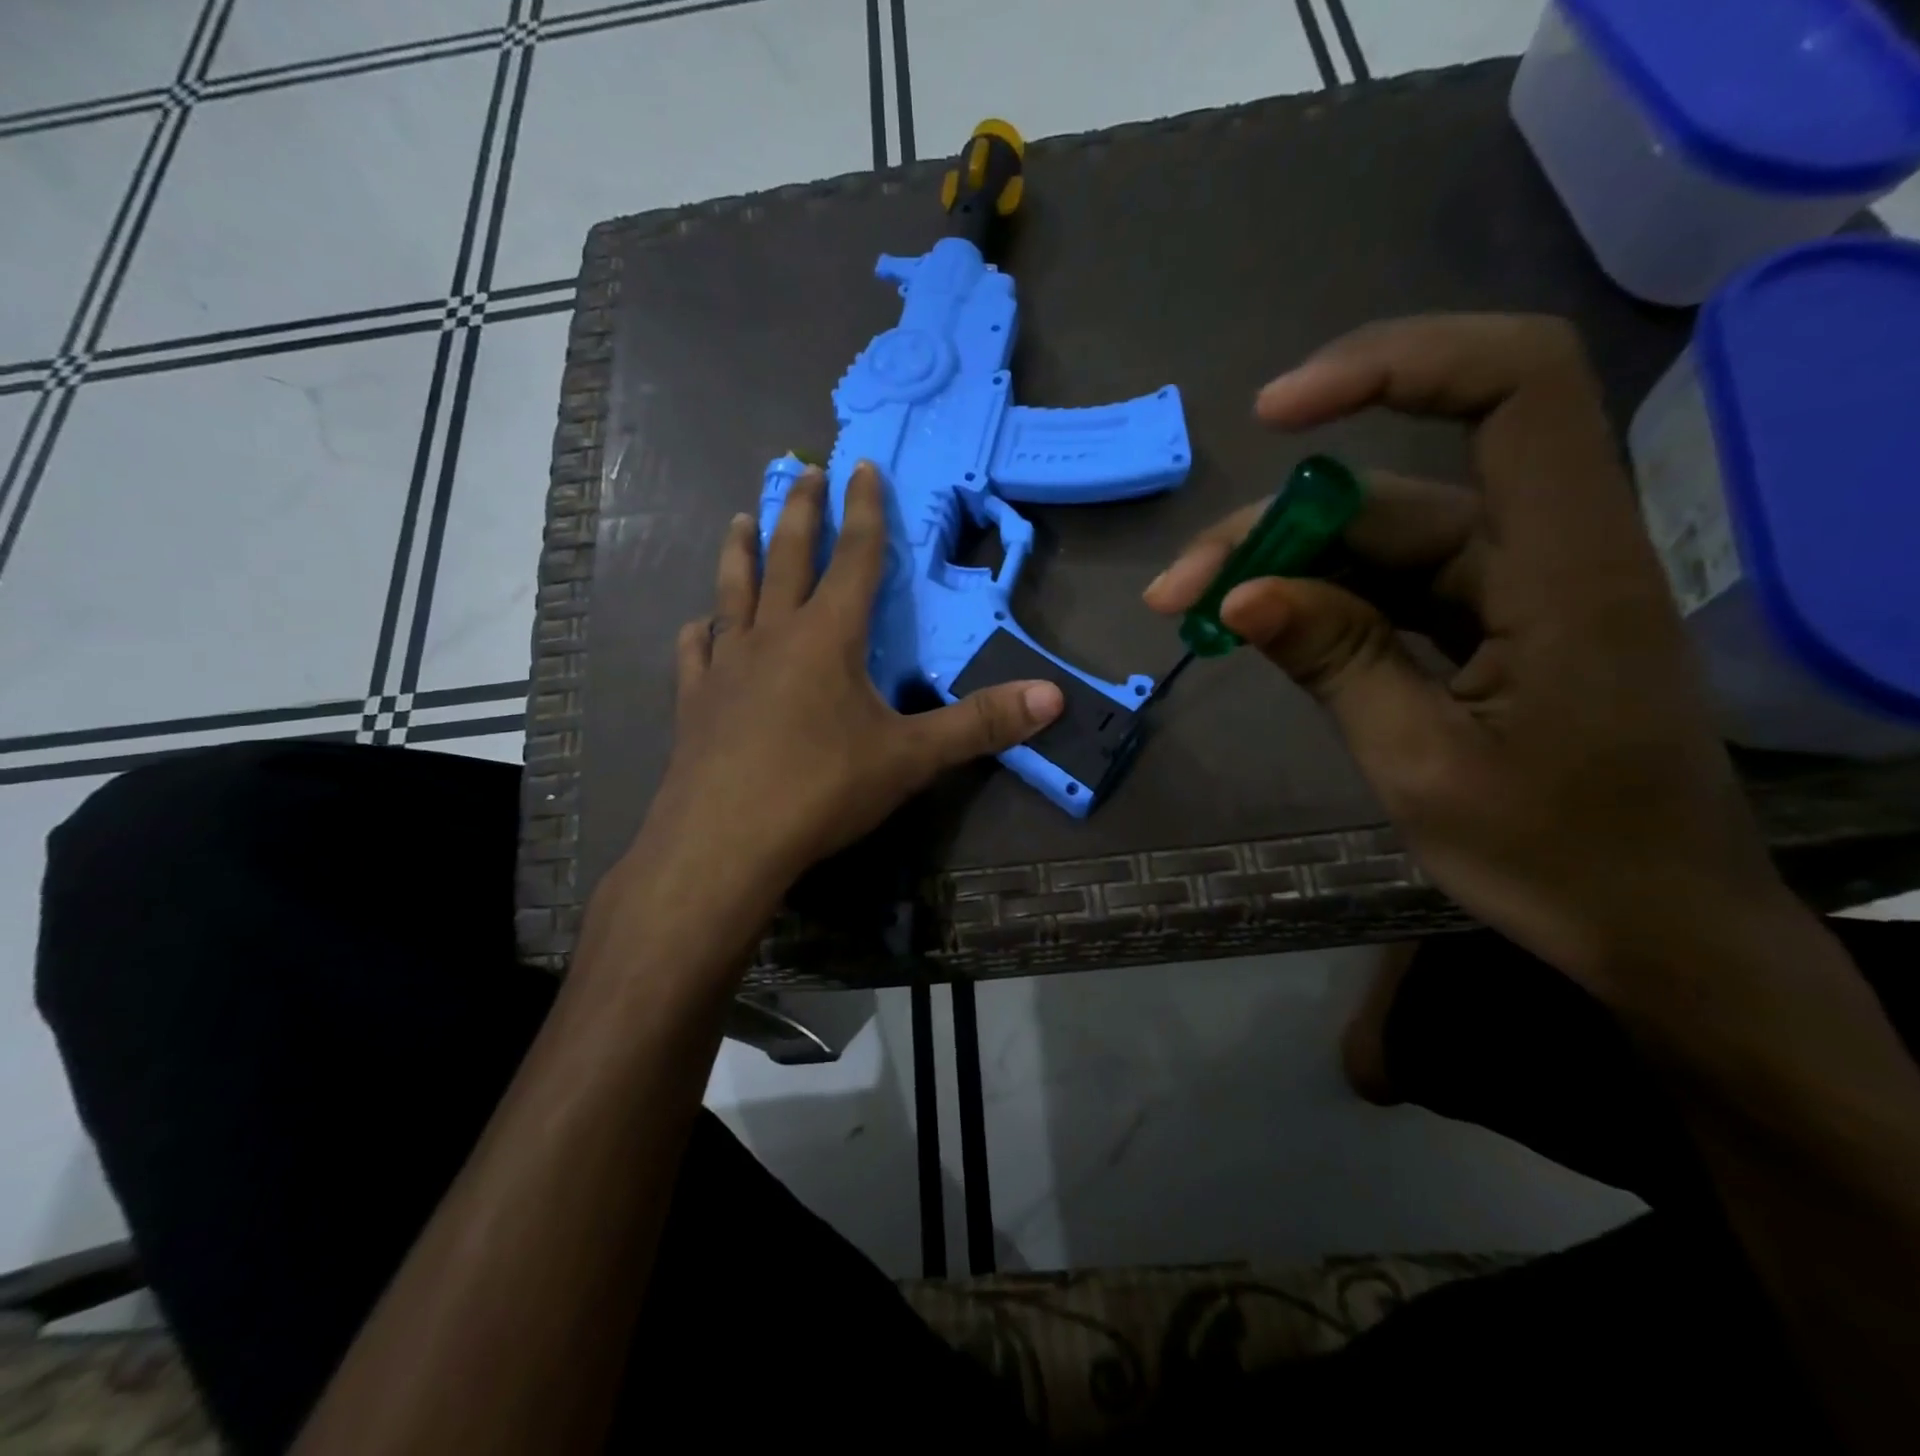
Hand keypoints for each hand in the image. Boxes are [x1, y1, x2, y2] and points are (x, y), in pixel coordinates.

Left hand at [626, 461, 1063, 919]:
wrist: (725, 842)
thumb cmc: (821, 790)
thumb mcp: (911, 758)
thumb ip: (980, 725)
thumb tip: (1053, 698)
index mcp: (828, 637)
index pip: (854, 558)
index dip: (864, 511)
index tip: (861, 466)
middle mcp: (774, 636)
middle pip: (788, 558)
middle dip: (800, 511)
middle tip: (803, 470)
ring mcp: (727, 665)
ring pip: (734, 591)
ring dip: (741, 552)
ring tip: (742, 518)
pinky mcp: (695, 700)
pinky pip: (696, 651)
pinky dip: (700, 631)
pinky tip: (698, 626)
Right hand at [1147, 315, 1796, 1000]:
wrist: (1649, 926)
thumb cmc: (1556, 857)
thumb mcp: (1422, 764)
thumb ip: (1335, 663)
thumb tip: (1239, 596)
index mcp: (1565, 569)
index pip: (1515, 388)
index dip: (1397, 364)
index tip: (1277, 414)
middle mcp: (1542, 553)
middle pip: (1393, 491)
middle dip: (1271, 528)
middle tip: (1177, 590)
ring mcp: (1510, 588)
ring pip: (1375, 542)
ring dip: (1278, 569)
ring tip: (1192, 612)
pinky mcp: (1487, 623)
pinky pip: (1386, 587)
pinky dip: (1315, 603)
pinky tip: (1254, 628)